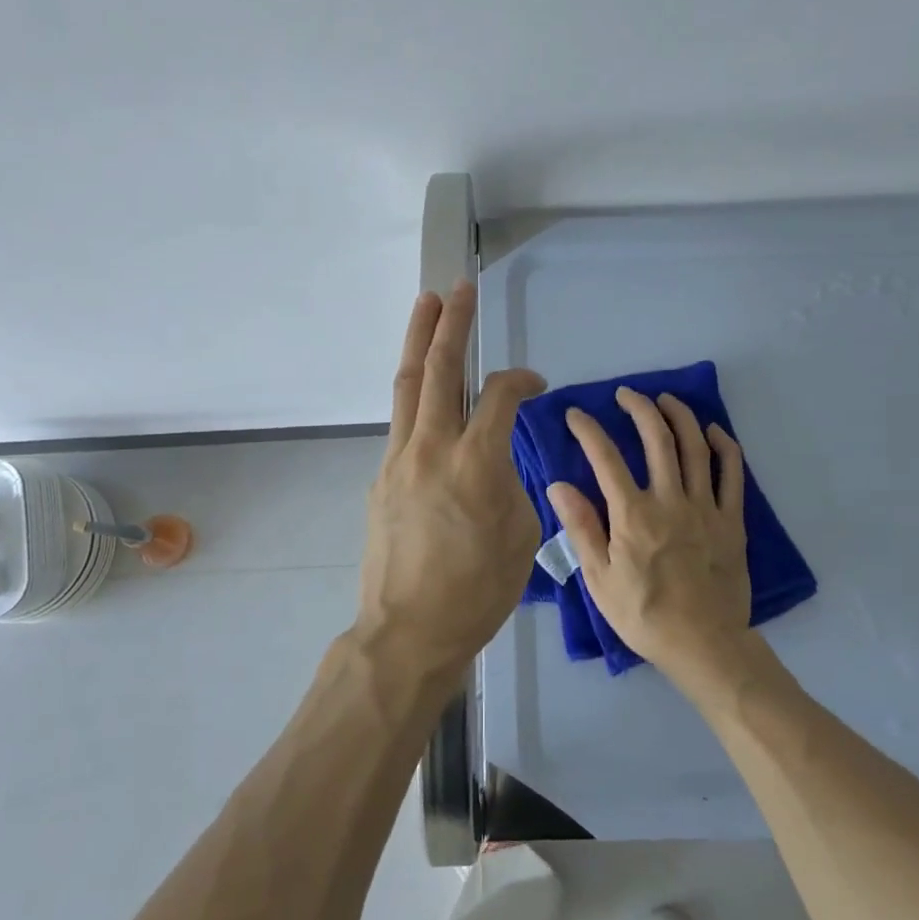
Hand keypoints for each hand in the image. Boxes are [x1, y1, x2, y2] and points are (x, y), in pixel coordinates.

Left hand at [356, 281, 545, 683]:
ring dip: (420, 341)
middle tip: (458, 289)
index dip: (523, 379)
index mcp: (476, 462)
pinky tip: (425, 388)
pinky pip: (401, 422)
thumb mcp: (520, 535)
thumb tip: (496, 460)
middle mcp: (432, 448)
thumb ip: (511, 482)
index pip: (501, 396)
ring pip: (410, 386)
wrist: (408, 630)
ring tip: (426, 305)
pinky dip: (415, 394)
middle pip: (441, 370)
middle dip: (452, 324)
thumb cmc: (477, 591)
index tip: (537, 383)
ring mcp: (399, 459)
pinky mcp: (381, 476)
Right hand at [546, 388, 750, 677]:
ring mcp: (705, 508)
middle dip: (639, 409)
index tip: (575, 414)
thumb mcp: (600, 579)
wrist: (704, 645)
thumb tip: (559, 485)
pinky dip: (724, 446)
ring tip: (666, 399)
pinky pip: (732, 474)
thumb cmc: (644, 615)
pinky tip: (713, 431)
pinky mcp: (732, 520)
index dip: (588, 430)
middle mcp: (670, 501)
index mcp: (633, 515)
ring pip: (695, 447)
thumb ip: (581, 528)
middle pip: (657, 439)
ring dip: (680, 416)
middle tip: (626, 394)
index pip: (605, 458)